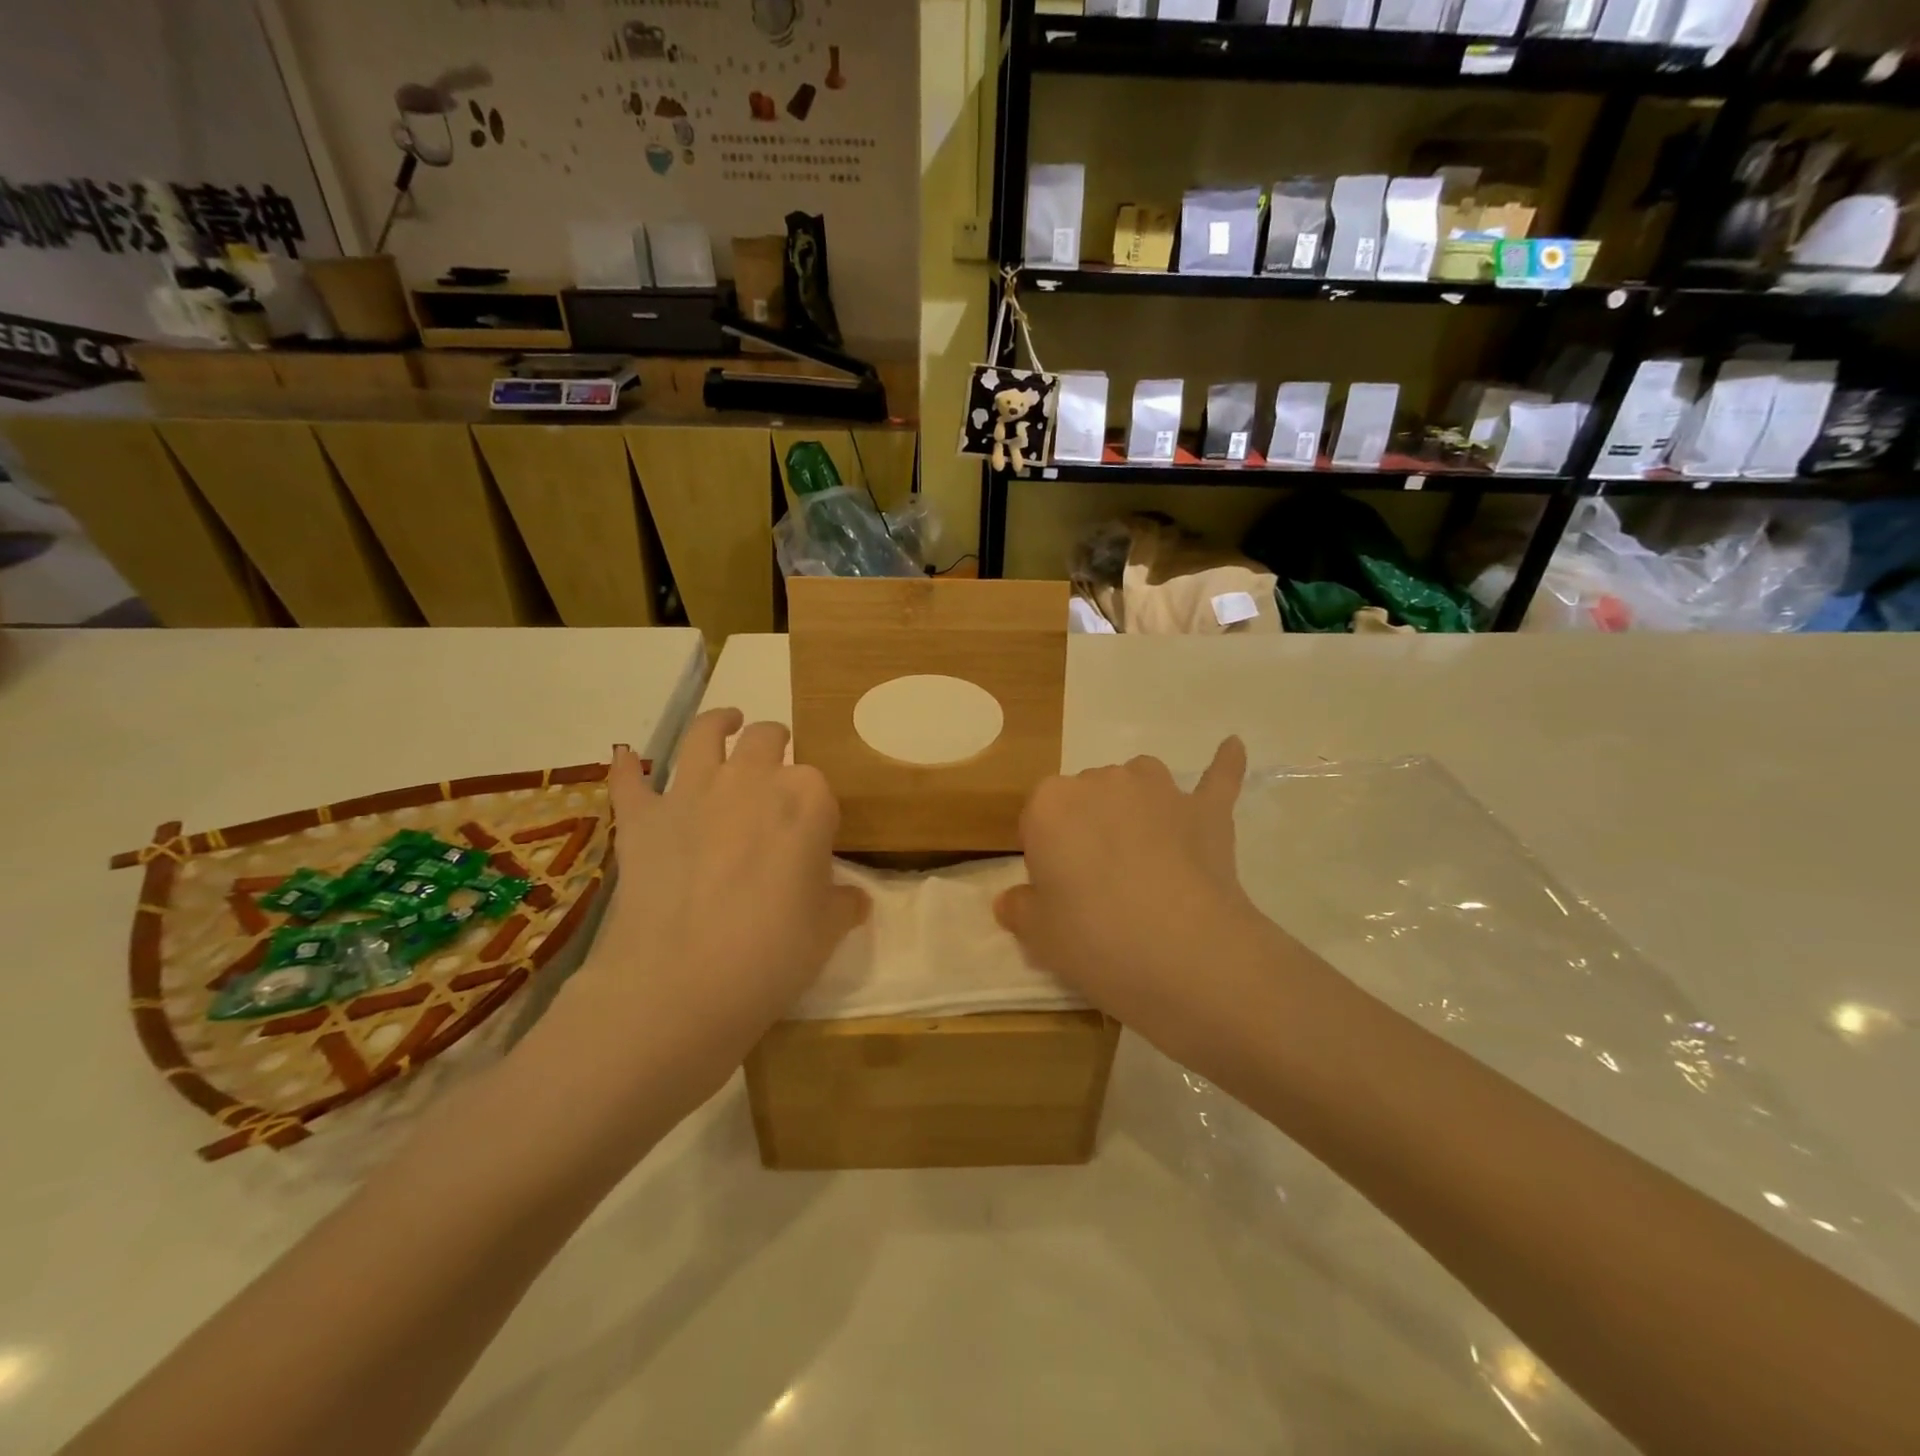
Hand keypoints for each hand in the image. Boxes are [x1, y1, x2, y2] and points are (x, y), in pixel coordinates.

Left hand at [572, 710, 869, 1072]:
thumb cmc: (772, 955)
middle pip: (768, 739)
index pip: (819, 784)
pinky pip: (631, 780)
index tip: (815, 830)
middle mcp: (751, 779)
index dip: (817, 805)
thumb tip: (852, 898)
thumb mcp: (827, 932)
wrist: (680, 985)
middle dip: (776, 744)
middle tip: (777, 762)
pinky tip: (626, 758)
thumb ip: (843, 903)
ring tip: (728, 723)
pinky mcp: (642, 817)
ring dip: (719, 724)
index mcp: (807, 799)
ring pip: (705, 735)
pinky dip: (628, 768)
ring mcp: (691, 791)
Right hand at [995, 738, 1282, 1060]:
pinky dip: (1222, 764)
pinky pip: (1216, 777)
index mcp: (1050, 804)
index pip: (1038, 819)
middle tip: (1099, 887)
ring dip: (1136, 804)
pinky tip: (1231, 747)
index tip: (1059, 892)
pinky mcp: (1206, 810)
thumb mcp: (1039, 936)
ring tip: (1144, 849)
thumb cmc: (1095, 940)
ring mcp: (1159, 790)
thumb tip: (1012, 899)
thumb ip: (1020, 909)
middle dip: (1088, 830)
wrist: (1185, 953)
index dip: (1046, 856)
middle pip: (1085, 797)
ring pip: (1138, 780)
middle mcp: (1102, 781)